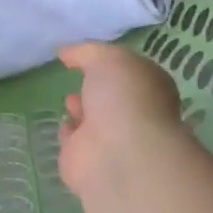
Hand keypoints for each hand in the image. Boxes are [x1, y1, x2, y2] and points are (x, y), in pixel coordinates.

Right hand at [57, 42, 183, 197]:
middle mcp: (133, 113)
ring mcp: (111, 139)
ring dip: (82, 109)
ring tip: (70, 99)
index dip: (113, 63)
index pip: (131, 71)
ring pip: (93, 120)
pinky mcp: (86, 161)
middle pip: (112, 97)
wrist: (119, 153)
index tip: (91, 56)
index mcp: (149, 86)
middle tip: (80, 78)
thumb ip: (85, 52)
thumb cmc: (123, 96)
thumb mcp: (105, 58)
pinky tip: (63, 122)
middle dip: (96, 88)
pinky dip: (68, 133)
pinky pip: (75, 142)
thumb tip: (66, 52)